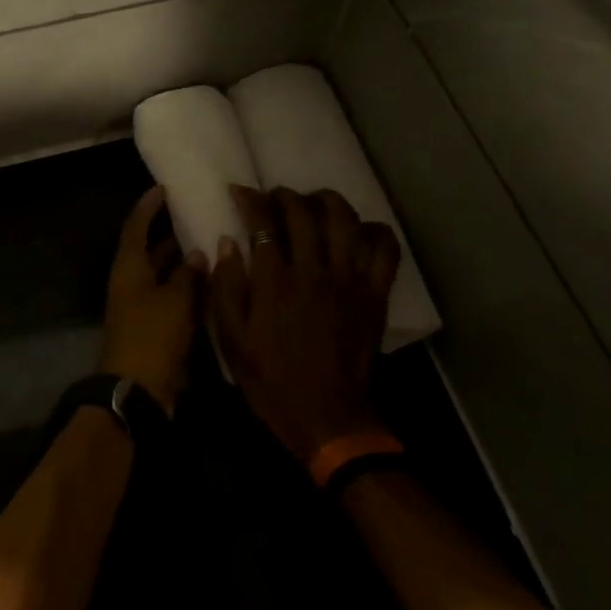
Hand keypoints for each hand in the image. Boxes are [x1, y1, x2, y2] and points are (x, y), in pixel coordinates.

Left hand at [99, 186, 205, 411]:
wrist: (135, 390)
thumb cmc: (151, 336)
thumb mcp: (174, 301)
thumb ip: (188, 275)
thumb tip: (196, 254)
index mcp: (128, 268)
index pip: (136, 227)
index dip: (147, 207)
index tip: (163, 189)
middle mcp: (132, 282)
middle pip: (149, 251)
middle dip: (169, 234)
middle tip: (196, 216)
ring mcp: (141, 306)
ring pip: (163, 275)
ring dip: (183, 263)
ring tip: (211, 244)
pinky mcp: (153, 327)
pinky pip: (171, 298)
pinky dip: (188, 288)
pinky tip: (212, 283)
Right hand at [209, 185, 401, 469]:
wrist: (326, 417)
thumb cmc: (271, 379)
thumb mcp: (231, 339)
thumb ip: (226, 287)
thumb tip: (228, 243)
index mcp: (275, 282)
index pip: (264, 223)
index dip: (251, 200)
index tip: (240, 191)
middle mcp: (313, 272)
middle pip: (304, 213)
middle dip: (286, 195)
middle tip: (275, 197)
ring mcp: (349, 281)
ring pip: (345, 221)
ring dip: (328, 201)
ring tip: (315, 201)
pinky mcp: (374, 295)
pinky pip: (384, 251)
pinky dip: (375, 232)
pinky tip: (360, 230)